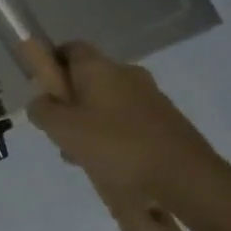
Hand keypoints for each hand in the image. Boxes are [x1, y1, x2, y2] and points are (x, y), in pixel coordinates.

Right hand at [25, 43, 230, 225]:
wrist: (188, 182)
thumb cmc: (117, 147)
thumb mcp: (61, 129)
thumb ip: (42, 110)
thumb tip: (41, 102)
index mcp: (100, 68)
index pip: (69, 49)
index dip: (51, 64)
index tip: (43, 91)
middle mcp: (127, 75)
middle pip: (87, 81)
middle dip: (69, 104)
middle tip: (60, 133)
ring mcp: (152, 99)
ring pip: (107, 105)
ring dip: (91, 125)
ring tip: (84, 159)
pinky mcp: (168, 125)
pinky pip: (129, 125)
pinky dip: (115, 140)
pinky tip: (112, 167)